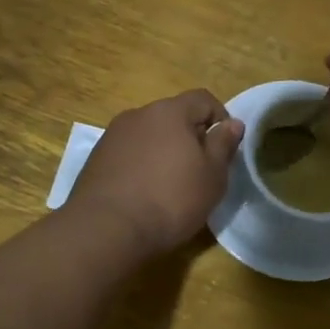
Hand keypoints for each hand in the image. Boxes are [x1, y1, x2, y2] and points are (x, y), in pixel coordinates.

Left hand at [68, 90, 243, 259]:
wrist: (107, 229)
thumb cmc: (170, 199)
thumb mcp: (212, 176)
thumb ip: (224, 145)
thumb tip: (233, 123)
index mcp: (170, 111)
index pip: (203, 99)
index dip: (220, 119)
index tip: (224, 149)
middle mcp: (138, 114)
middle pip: (173, 116)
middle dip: (190, 137)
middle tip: (199, 170)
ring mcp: (112, 135)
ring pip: (149, 135)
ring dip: (163, 151)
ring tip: (169, 185)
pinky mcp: (96, 158)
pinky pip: (128, 153)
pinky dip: (141, 165)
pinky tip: (143, 193)